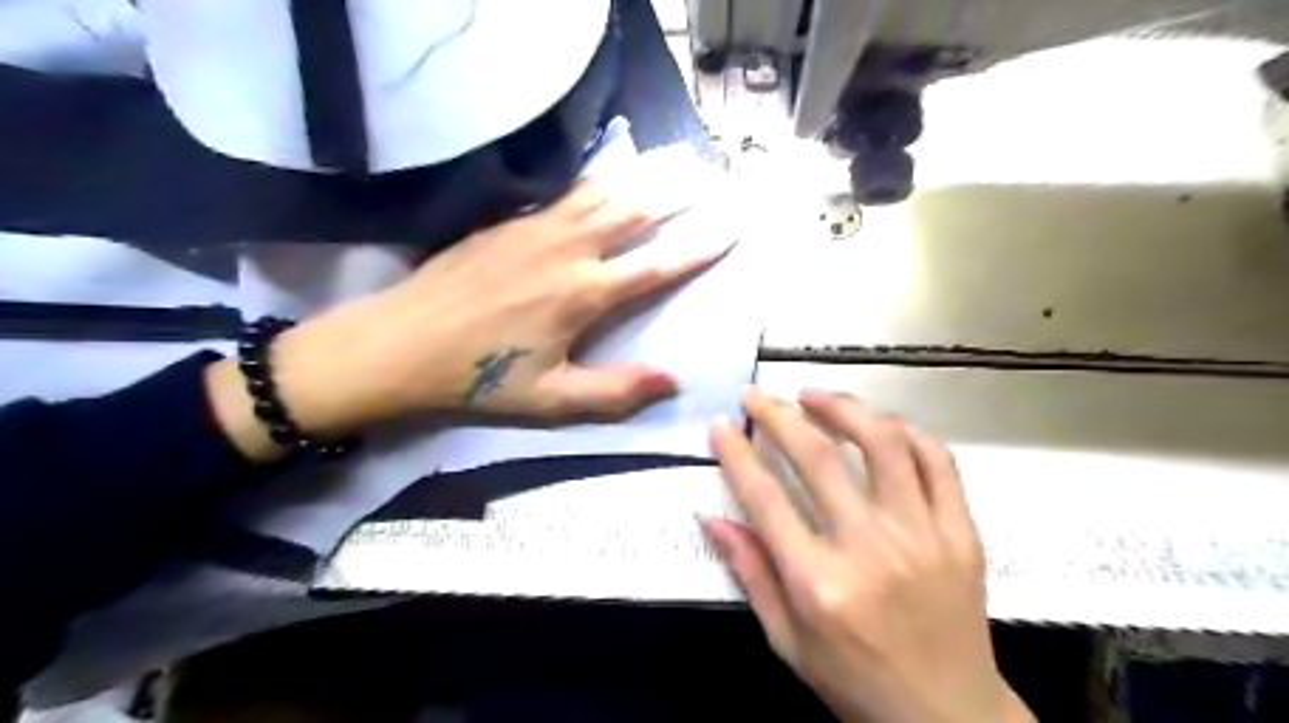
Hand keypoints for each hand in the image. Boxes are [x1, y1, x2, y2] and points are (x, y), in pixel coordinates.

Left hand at [208, 185, 720, 459]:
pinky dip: (597, 180)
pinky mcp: (509, 221)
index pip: (656, 265)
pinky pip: (565, 193)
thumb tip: (674, 379)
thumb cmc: (479, 376)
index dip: (698, 248)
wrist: (400, 342)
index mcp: (583, 294)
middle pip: (634, 211)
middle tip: (709, 178)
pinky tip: (606, 174)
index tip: (730, 229)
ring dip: (641, 177)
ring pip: (601, 192)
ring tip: (671, 161)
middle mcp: (567, 249)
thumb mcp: (552, 399)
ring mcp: (535, 227)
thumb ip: (616, 391)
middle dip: (677, 194)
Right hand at [703, 386, 1034, 721]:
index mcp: (820, 583)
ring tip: (813, 395)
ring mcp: (923, 535)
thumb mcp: (787, 641)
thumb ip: (751, 574)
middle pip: (818, 457)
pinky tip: (879, 423)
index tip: (720, 423)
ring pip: (882, 443)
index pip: (765, 498)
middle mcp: (870, 549)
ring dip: (842, 407)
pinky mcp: (961, 532)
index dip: (736, 453)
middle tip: (757, 394)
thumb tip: (711, 519)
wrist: (949, 716)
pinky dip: (905, 431)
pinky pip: (937, 461)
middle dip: (778, 414)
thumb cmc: (855, 680)